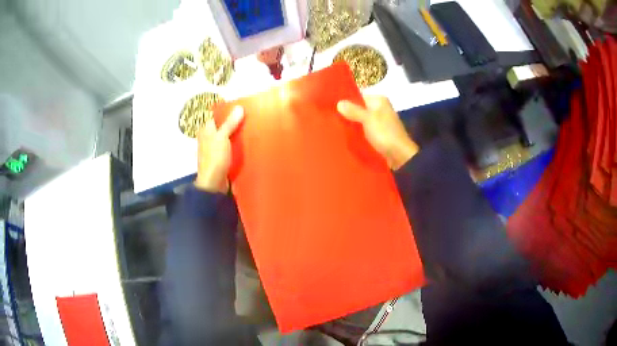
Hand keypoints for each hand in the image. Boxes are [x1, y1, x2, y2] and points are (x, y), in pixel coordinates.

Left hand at [194, 106, 243, 192]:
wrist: (213, 183)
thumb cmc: (215, 158)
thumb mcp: (222, 137)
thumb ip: (230, 123)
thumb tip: (239, 107)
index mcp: (206, 130)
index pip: (217, 116)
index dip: (228, 112)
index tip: (243, 109)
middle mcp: (208, 138)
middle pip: (223, 127)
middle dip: (235, 123)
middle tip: (251, 118)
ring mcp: (214, 149)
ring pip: (227, 137)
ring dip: (237, 135)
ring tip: (252, 129)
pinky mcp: (221, 158)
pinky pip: (230, 148)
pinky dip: (237, 146)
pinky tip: (247, 144)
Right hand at [337, 96, 417, 169]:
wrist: (400, 155)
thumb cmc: (385, 133)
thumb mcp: (368, 119)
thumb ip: (353, 110)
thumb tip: (339, 102)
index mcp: (379, 101)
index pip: (359, 97)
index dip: (346, 102)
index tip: (332, 108)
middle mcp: (381, 109)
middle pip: (360, 109)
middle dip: (348, 114)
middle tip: (332, 119)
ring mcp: (381, 122)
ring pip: (362, 120)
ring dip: (352, 124)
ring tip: (337, 127)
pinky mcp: (379, 134)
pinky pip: (365, 130)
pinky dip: (358, 132)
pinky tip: (348, 136)